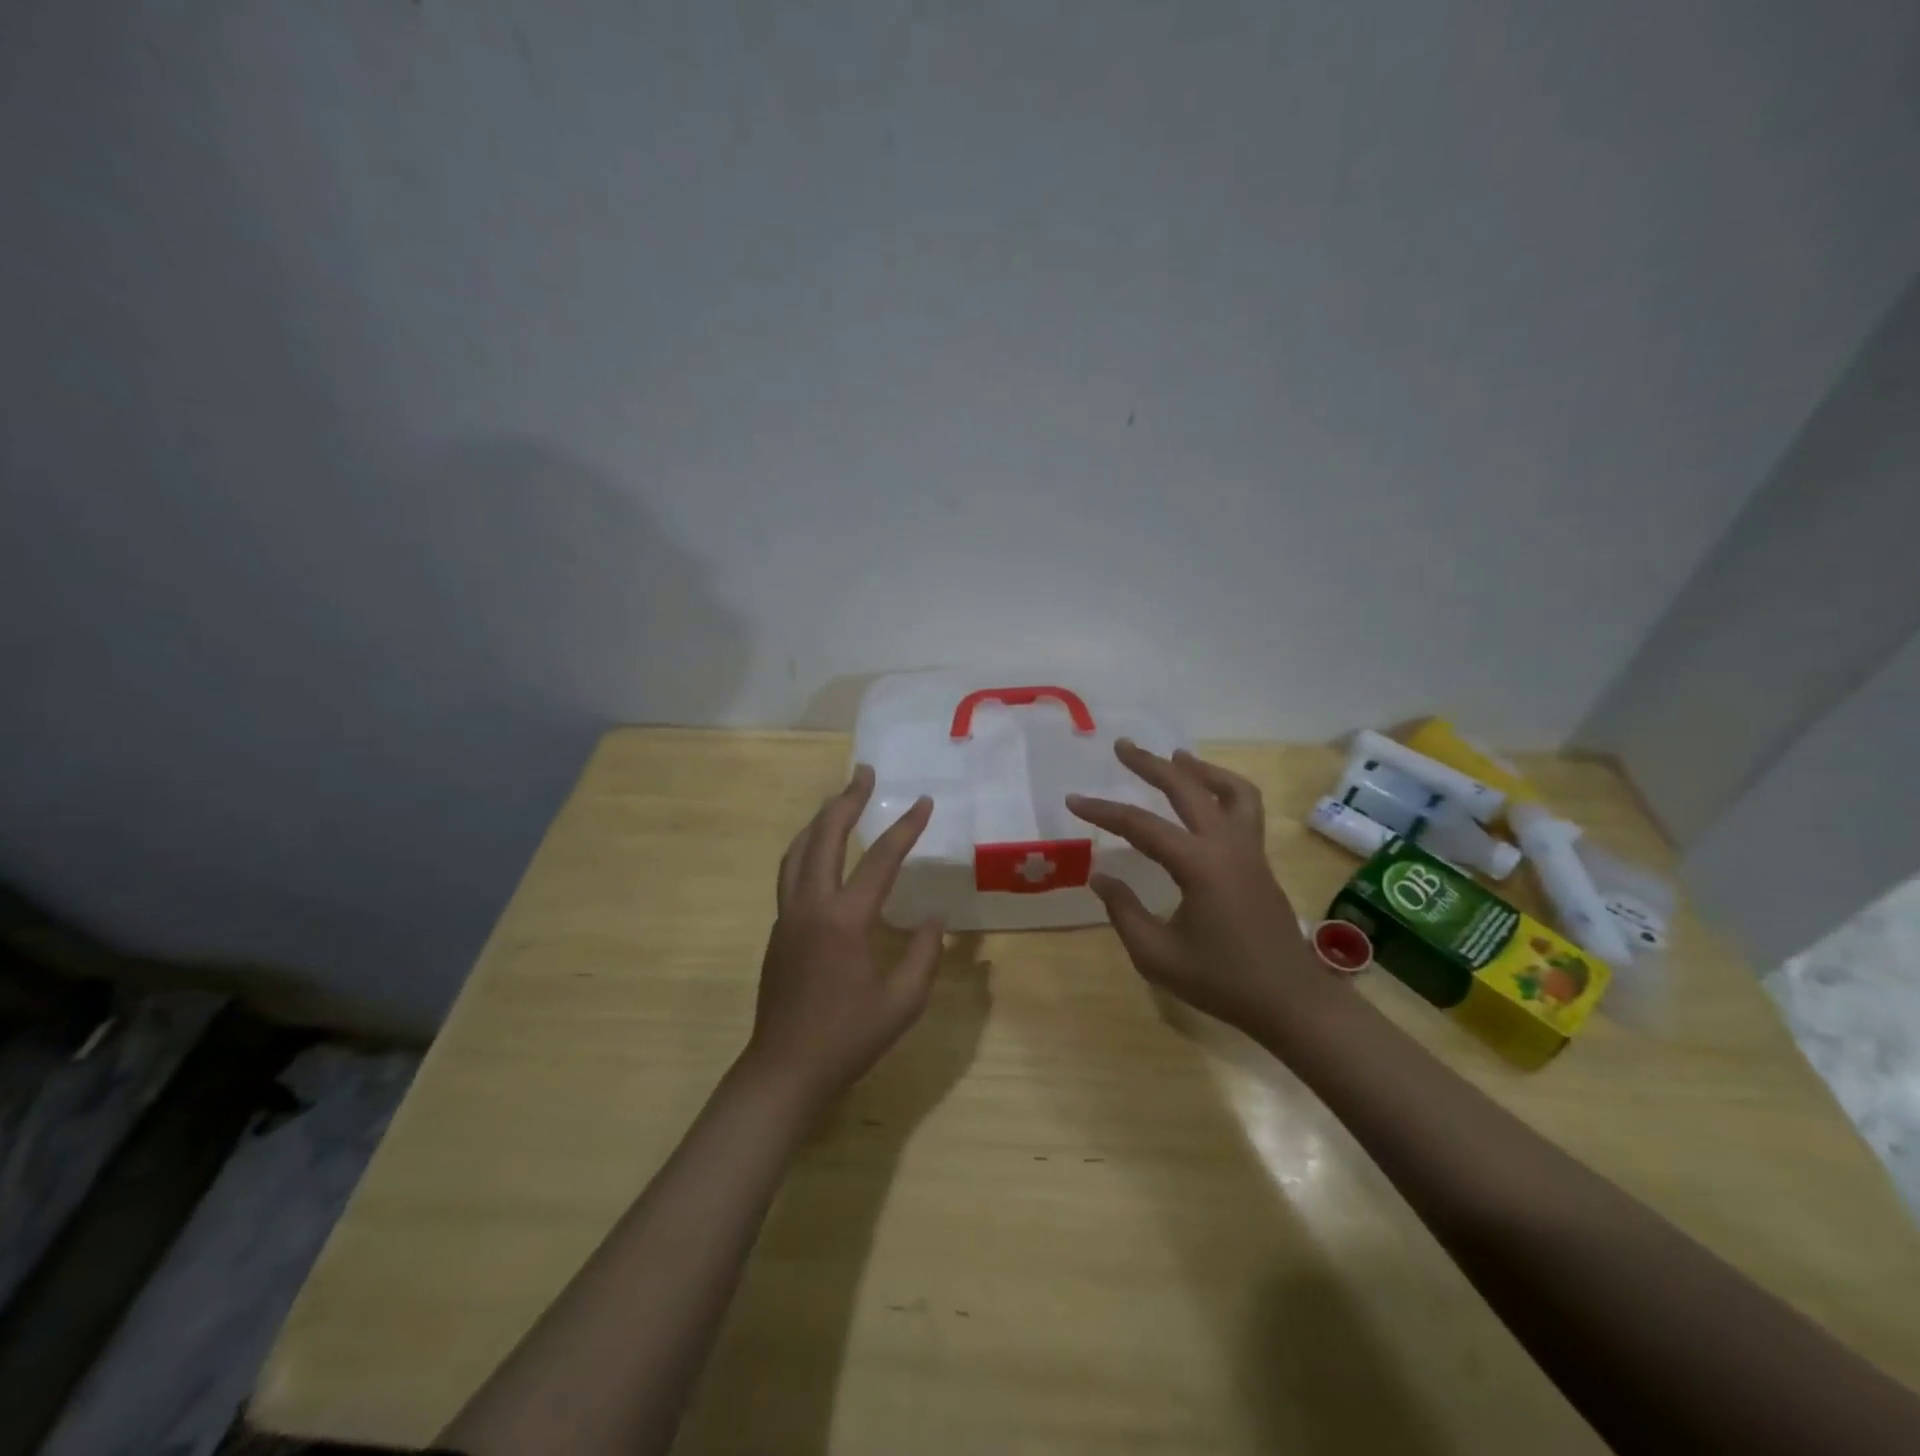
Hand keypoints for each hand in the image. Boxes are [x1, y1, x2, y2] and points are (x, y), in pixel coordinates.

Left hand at [744, 765, 944, 1108]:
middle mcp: (811, 905)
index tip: (922, 802)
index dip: (905, 828)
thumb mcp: (904, 1001)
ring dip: (819, 820)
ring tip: (837, 801)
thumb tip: (932, 917)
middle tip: (864, 774)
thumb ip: (924, 953)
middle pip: (824, 837)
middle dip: (846, 801)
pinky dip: (807, 848)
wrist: (785, 1069)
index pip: (880, 859)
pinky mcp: (777, 930)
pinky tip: (819, 852)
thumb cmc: (849, 1037)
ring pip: (797, 851)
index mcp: (846, 919)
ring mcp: (788, 916)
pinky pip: (790, 873)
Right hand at [1067, 741, 1321, 1036]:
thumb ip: (1124, 911)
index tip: (1073, 800)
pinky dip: (1223, 789)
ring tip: (1174, 758)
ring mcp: (1249, 850)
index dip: (1104, 811)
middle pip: (1188, 789)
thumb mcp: (1157, 955)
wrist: (1289, 1001)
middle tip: (1123, 745)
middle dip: (1151, 764)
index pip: (1142, 826)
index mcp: (1199, 865)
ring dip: (1199, 769)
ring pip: (1230, 790)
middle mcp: (1227, 846)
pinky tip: (1206, 798)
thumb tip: (1101, 876)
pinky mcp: (1258, 861)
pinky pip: (1244, 808)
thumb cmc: (1221, 981)